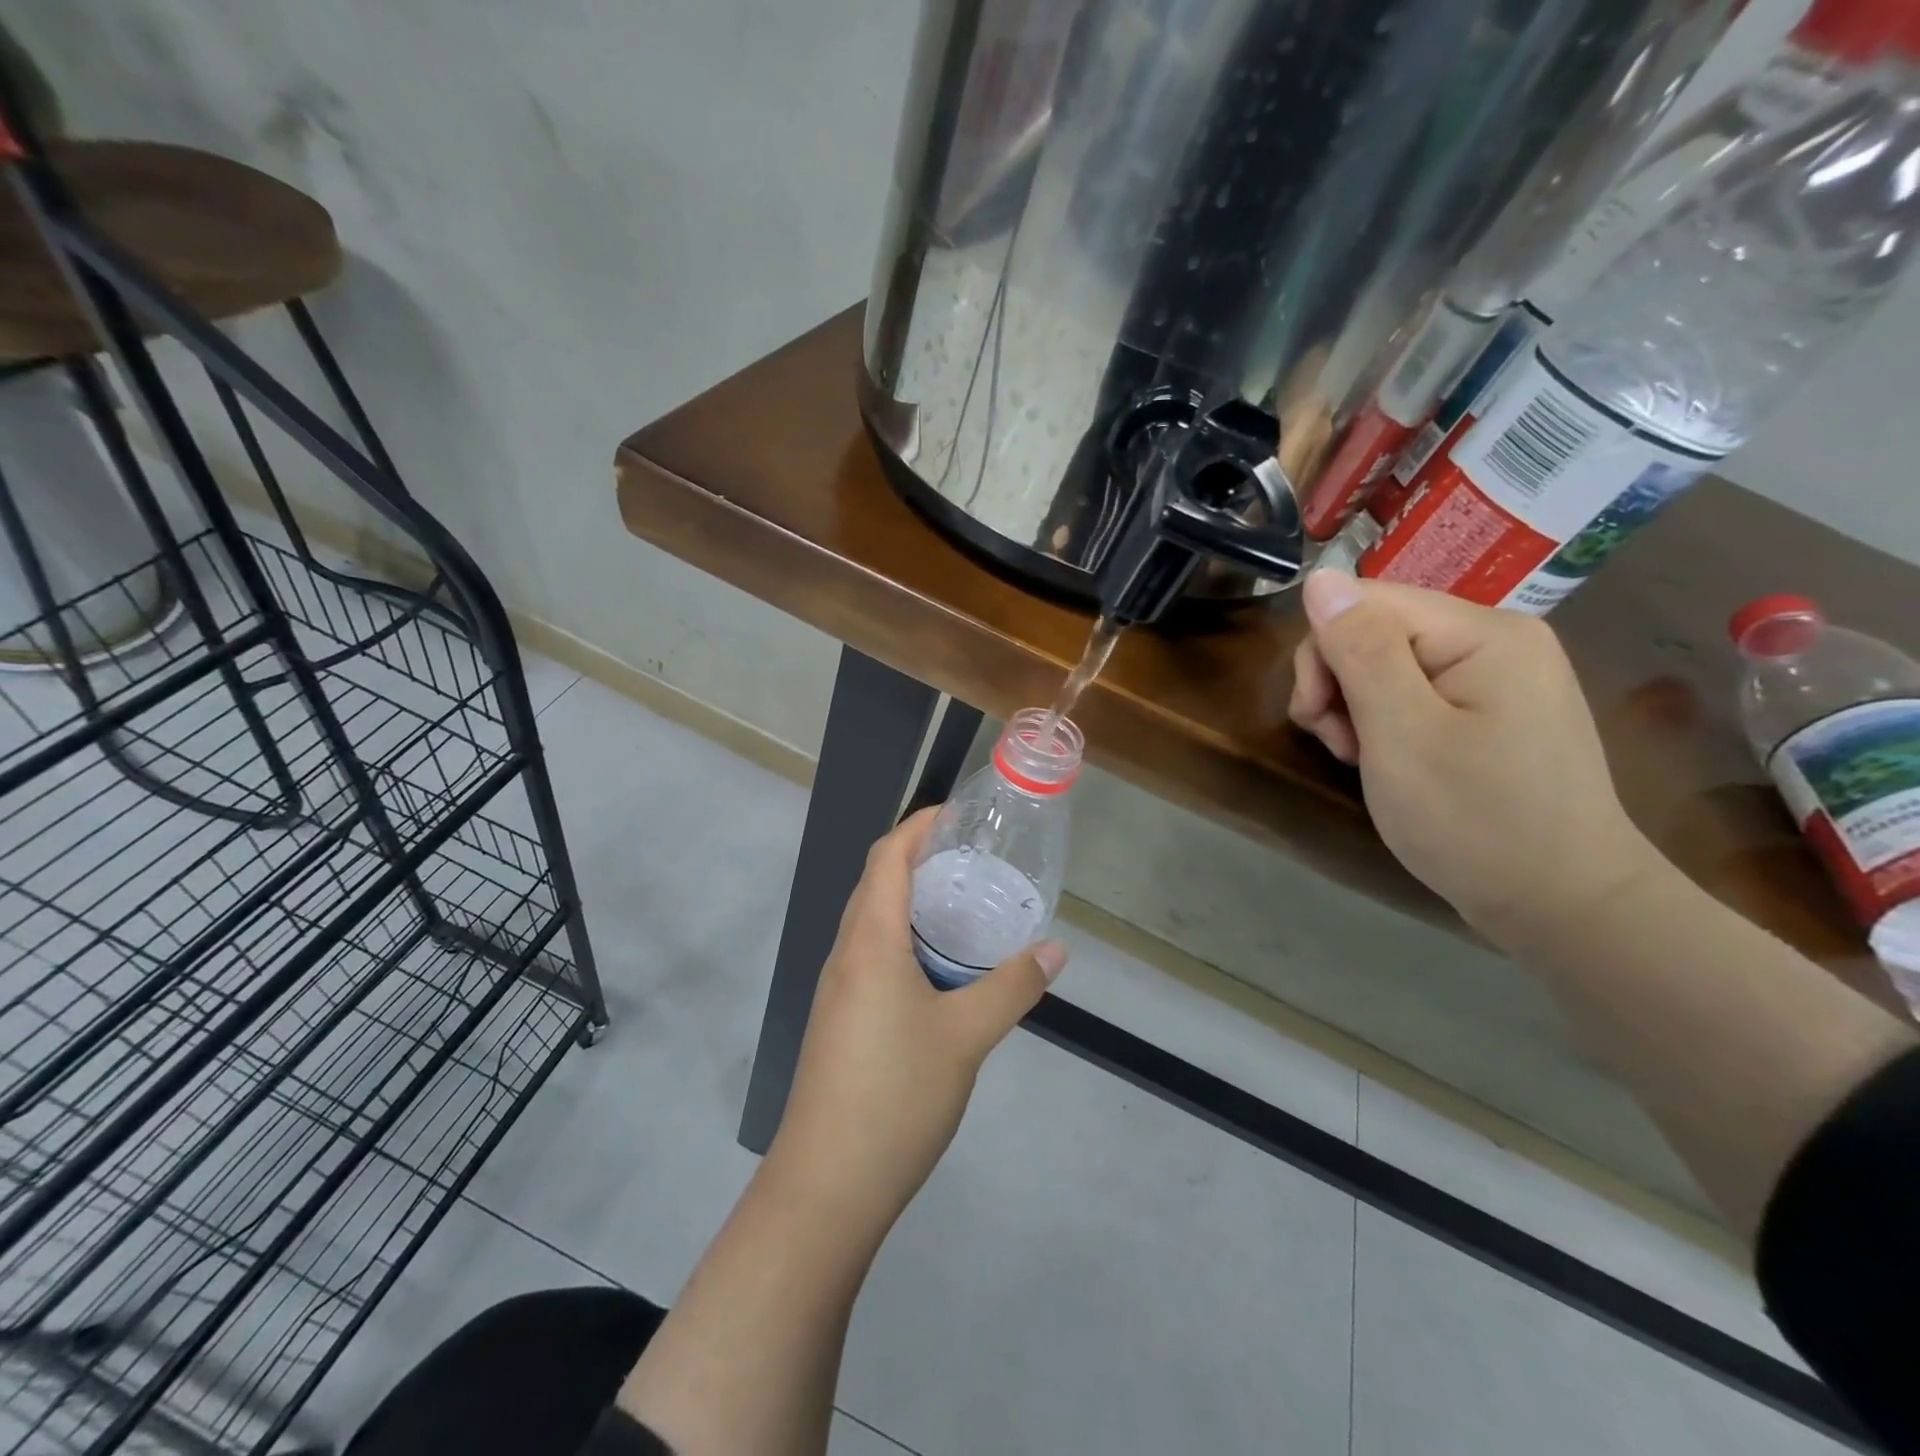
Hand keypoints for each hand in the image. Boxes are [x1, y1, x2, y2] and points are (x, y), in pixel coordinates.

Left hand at [768, 809, 1067, 1229]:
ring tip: (964, 904)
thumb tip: (1056, 950)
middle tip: (975, 857)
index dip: (919, 825)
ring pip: (872, 921)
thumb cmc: (896, 1096)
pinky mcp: (839, 1019)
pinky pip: (871, 954)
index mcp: (870, 941)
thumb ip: (1013, 987)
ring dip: (911, 900)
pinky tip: (939, 967)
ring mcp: (838, 989)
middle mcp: (846, 954)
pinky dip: (904, 938)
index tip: (961, 814)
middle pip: (876, 882)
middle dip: (919, 856)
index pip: (887, 856)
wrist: (826, 1186)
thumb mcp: (967, 1037)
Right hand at [1288, 571, 1665, 948]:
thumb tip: (1320, 577)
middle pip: (1375, 629)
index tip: (1322, 720)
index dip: (1324, 653)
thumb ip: (1359, 651)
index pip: (1365, 602)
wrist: (1562, 906)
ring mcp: (1497, 675)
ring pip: (1385, 662)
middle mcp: (1496, 638)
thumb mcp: (1401, 734)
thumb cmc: (1474, 821)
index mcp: (1484, 632)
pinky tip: (1387, 760)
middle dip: (1338, 684)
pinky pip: (1412, 691)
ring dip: (1354, 708)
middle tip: (1342, 745)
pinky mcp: (1490, 709)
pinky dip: (1383, 723)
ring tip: (1363, 759)